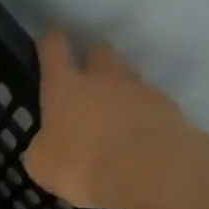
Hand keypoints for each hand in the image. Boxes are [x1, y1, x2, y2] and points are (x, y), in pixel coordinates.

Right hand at [24, 29, 208, 208]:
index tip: (48, 37)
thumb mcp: (41, 164)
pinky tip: (135, 134)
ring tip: (112, 113)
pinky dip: (140, 112)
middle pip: (98, 50)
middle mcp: (102, 77)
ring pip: (126, 75)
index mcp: (65, 87)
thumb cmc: (82, 164)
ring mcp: (139, 88)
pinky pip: (148, 101)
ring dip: (118, 87)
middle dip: (90, 58)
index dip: (49, 41)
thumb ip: (41, 146)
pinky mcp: (167, 106)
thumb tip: (45, 143)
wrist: (148, 170)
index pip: (54, 48)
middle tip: (84, 76)